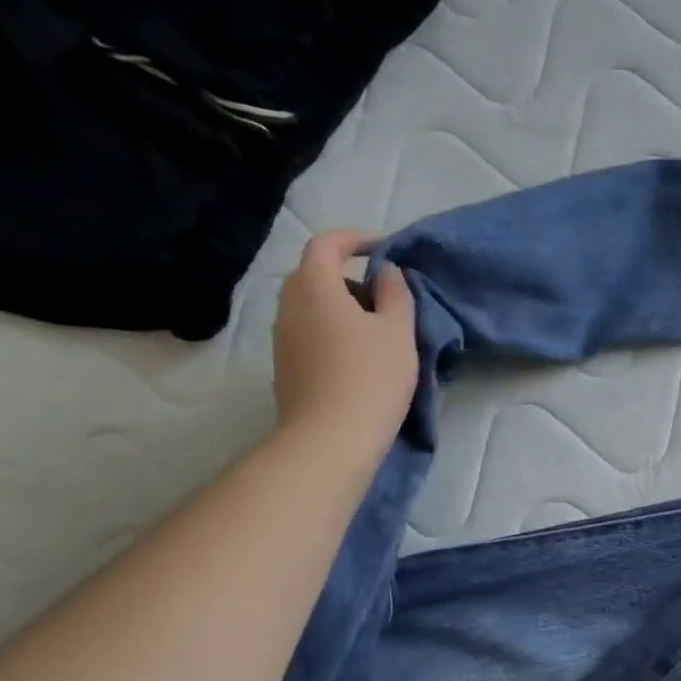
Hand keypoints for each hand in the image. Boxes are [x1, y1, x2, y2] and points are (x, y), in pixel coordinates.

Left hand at [272, 229, 417, 456]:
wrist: (330, 440)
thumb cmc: (370, 378)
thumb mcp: (398, 331)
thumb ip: (395, 293)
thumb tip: (386, 271)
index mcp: (314, 286)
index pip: (326, 244)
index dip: (354, 239)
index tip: (383, 249)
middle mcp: (288, 306)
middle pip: (313, 275)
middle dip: (348, 276)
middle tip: (382, 295)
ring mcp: (282, 340)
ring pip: (309, 307)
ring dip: (339, 307)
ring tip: (375, 331)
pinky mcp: (284, 368)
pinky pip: (307, 333)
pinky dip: (330, 331)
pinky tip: (357, 358)